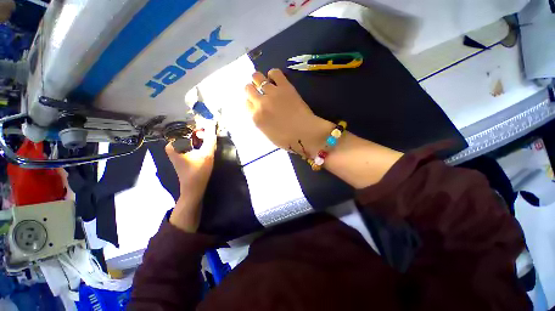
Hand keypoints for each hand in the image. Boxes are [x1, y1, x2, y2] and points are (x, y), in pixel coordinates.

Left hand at [165, 120, 216, 231]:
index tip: (209, 133)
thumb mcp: (207, 154)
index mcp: (173, 144)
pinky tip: (204, 149)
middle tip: (209, 142)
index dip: (200, 129)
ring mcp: (175, 149)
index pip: (188, 128)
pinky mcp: (180, 153)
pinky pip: (190, 143)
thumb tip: (213, 123)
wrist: (193, 189)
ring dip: (200, 139)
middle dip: (201, 134)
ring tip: (207, 146)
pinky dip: (198, 144)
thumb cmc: (198, 172)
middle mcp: (171, 145)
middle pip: (189, 133)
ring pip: (190, 138)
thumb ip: (210, 138)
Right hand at [245, 69, 332, 155]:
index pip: (247, 104)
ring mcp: (272, 93)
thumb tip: (261, 114)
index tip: (256, 103)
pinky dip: (273, 74)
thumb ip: (261, 122)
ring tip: (266, 83)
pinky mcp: (284, 86)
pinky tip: (275, 79)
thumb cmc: (288, 140)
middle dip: (252, 89)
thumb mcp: (269, 135)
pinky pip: (275, 72)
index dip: (251, 102)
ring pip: (257, 77)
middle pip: (248, 88)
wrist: (305, 133)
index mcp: (256, 117)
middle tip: (259, 92)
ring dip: (259, 79)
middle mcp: (260, 103)